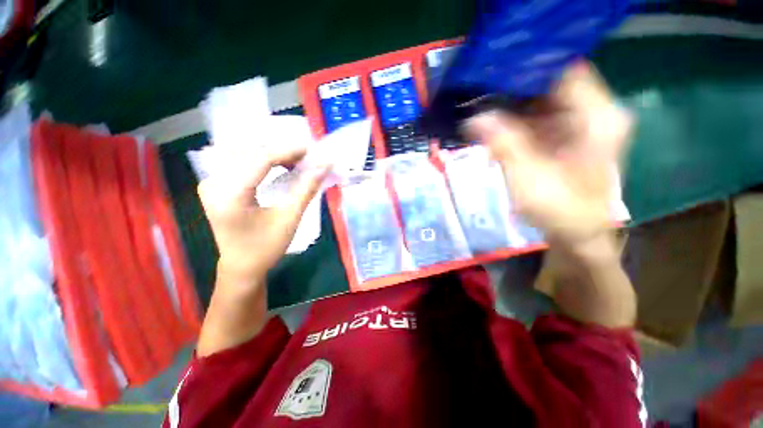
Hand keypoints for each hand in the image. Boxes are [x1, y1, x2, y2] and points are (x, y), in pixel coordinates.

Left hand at [197, 147, 328, 282]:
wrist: (241, 267)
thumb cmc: (266, 247)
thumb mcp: (290, 219)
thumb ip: (306, 189)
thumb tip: (323, 167)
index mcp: (229, 195)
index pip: (259, 160)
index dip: (286, 151)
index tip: (309, 149)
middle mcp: (213, 184)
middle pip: (249, 152)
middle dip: (280, 151)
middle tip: (305, 157)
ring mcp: (210, 183)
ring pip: (242, 153)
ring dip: (270, 153)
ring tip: (294, 160)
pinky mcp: (214, 185)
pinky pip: (238, 162)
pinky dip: (260, 160)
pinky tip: (277, 165)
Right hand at [466, 62, 632, 247]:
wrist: (578, 236)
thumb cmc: (561, 211)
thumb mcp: (528, 177)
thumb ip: (503, 144)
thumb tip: (474, 119)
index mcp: (597, 118)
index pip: (564, 70)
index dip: (528, 68)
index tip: (494, 73)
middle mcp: (594, 114)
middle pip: (551, 85)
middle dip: (514, 89)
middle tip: (480, 94)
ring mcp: (581, 125)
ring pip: (543, 102)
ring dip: (512, 107)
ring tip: (482, 110)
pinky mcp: (568, 137)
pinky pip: (540, 119)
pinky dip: (517, 122)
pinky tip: (496, 128)